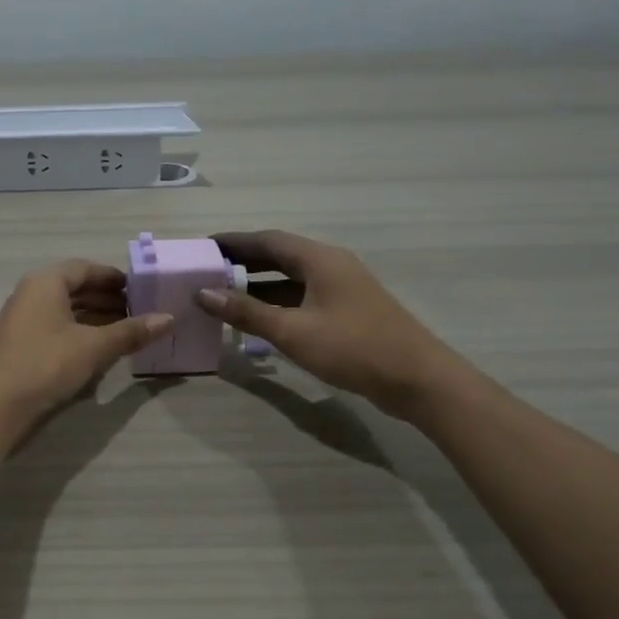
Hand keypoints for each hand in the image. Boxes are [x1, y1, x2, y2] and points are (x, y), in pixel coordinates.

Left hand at [0, 261, 170, 438]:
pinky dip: (79, 333)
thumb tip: (169, 319)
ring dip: (94, 318)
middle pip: (74, 288)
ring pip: (65, 311)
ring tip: (125, 331)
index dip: (113, 278)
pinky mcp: (20, 346)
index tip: (140, 289)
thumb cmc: (45, 364)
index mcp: (45, 282)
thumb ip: (130, 332)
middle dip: (107, 299)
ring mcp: (22, 321)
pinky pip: (56, 329)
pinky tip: (99, 350)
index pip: (84, 268)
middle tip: (139, 312)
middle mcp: (30, 295)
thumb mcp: (93, 347)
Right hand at [194, 230, 471, 421]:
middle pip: (279, 256)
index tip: (202, 247)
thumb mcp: (292, 331)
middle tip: (206, 272)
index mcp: (319, 259)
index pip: (267, 240)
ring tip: (222, 295)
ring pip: (290, 279)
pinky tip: (257, 319)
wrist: (415, 378)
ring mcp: (341, 289)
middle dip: (242, 262)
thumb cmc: (351, 347)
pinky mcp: (346, 311)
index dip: (234, 242)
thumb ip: (246, 311)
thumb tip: (203, 293)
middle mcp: (330, 265)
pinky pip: (302, 297)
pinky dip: (276, 303)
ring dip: (257, 285)